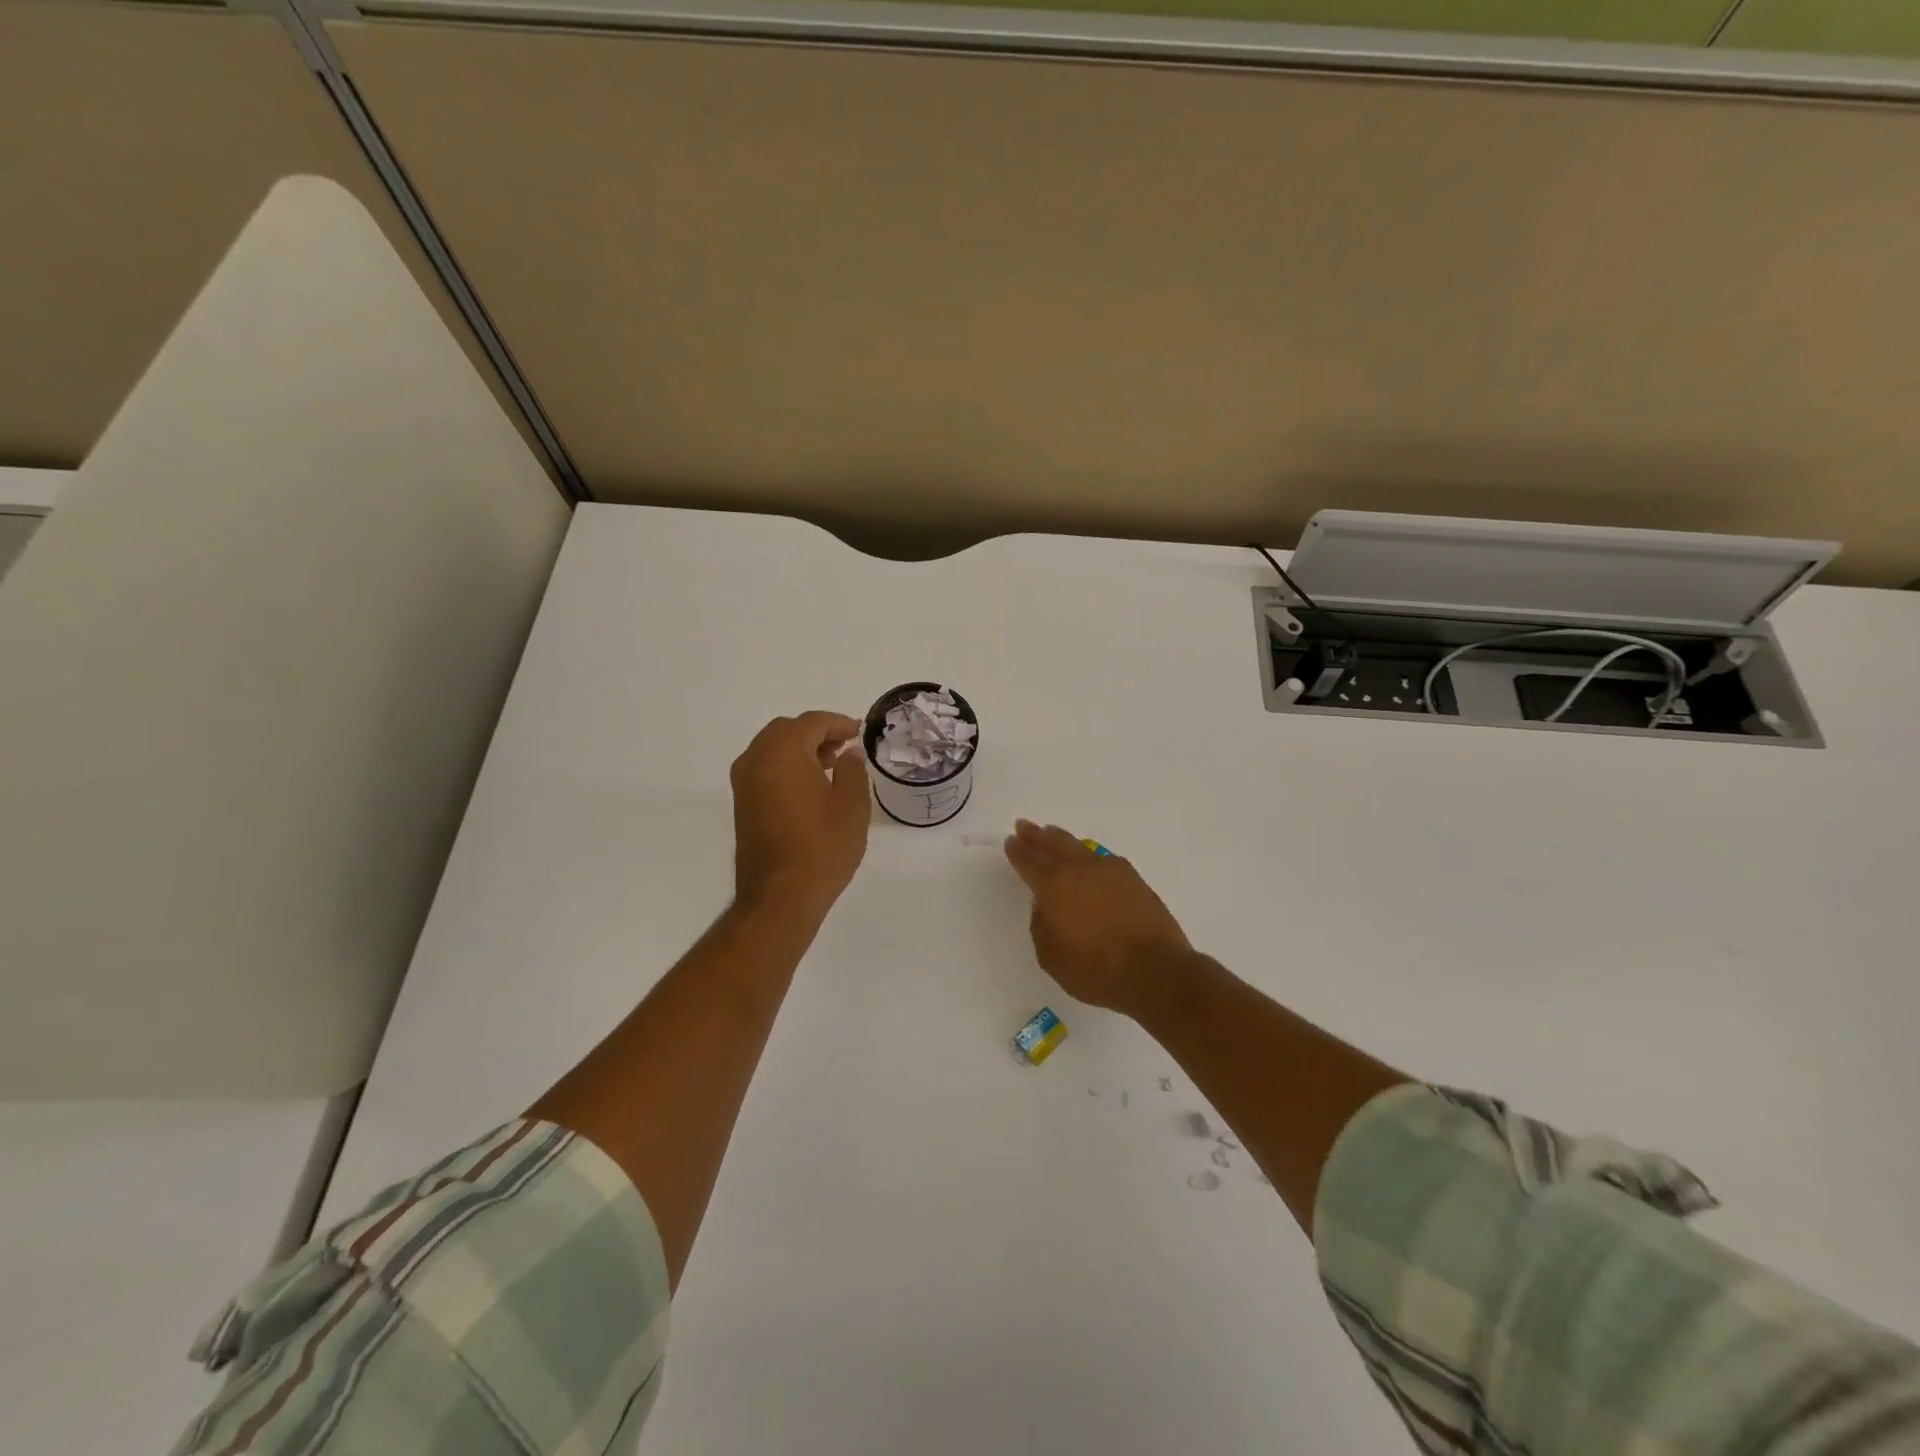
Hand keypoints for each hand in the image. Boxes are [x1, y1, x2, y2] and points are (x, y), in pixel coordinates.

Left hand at [731, 711, 871, 918]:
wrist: (779, 896)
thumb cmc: (822, 848)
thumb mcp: (852, 806)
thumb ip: (852, 771)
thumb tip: (848, 753)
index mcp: (783, 753)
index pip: (812, 722)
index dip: (838, 723)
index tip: (858, 732)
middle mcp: (756, 759)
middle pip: (787, 730)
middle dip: (816, 733)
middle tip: (844, 747)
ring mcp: (744, 782)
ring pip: (772, 748)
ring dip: (799, 749)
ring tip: (831, 765)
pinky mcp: (741, 803)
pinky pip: (764, 768)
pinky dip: (785, 765)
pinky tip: (810, 785)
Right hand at [1003, 820, 1192, 1013]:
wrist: (1154, 971)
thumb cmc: (1095, 969)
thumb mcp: (1051, 956)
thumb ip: (1041, 926)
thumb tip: (1046, 906)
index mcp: (1055, 885)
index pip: (1030, 861)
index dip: (1018, 851)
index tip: (1011, 840)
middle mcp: (1081, 869)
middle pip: (1054, 844)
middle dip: (1037, 835)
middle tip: (1025, 825)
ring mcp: (1111, 871)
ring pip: (1080, 847)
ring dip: (1062, 839)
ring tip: (1052, 833)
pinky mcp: (1134, 880)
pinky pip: (1104, 859)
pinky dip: (1089, 855)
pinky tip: (1090, 859)